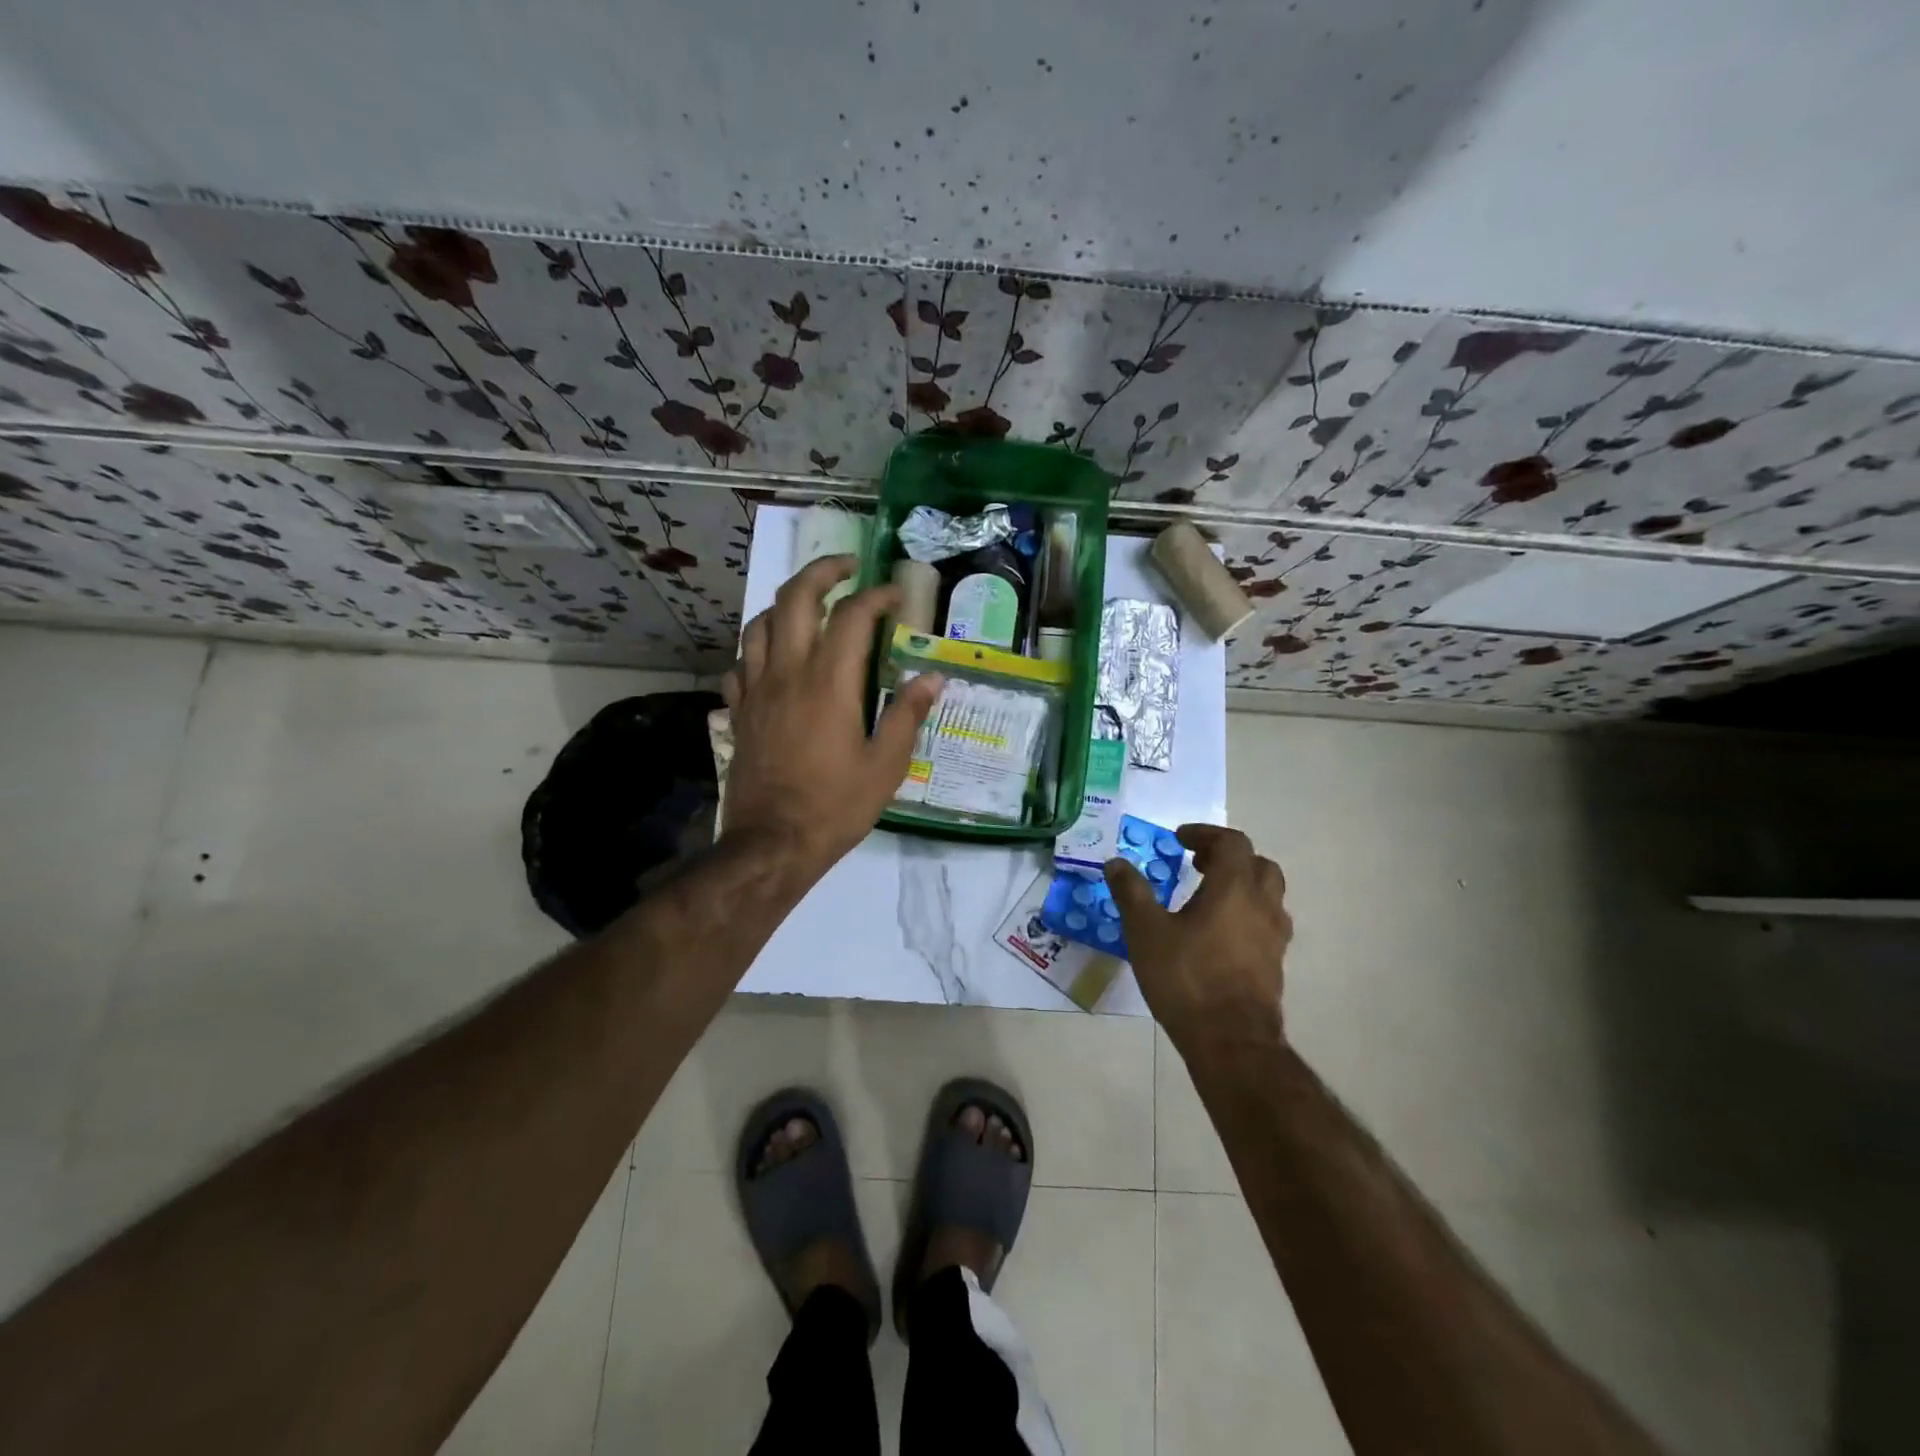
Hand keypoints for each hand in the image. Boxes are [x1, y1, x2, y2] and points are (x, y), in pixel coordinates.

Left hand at [720, 554, 941, 882]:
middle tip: (846, 569)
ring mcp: (756, 690)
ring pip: (760, 624)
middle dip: (822, 572)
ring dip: (786, 604)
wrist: (772, 842)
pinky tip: (773, 658)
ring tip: (809, 607)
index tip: (896, 596)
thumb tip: (933, 678)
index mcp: (829, 682)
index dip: (877, 596)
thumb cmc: (836, 805)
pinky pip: (741, 663)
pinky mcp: (738, 712)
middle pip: (794, 598)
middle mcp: (788, 673)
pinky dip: (758, 648)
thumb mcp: (886, 765)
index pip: (852, 616)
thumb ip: (907, 715)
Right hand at [1105, 825, 1291, 1049]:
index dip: (1205, 834)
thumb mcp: (1146, 931)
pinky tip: (1219, 934)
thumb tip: (1116, 862)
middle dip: (1227, 857)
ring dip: (1240, 885)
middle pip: (1258, 864)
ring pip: (1267, 894)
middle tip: (1197, 864)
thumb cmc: (1187, 978)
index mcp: (1234, 888)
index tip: (1179, 839)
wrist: (1231, 1042)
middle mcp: (1262, 905)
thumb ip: (1131, 892)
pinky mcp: (1275, 964)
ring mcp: (1274, 936)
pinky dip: (1246, 914)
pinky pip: (1266, 923)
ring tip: (1207, 897)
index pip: (1232, 842)